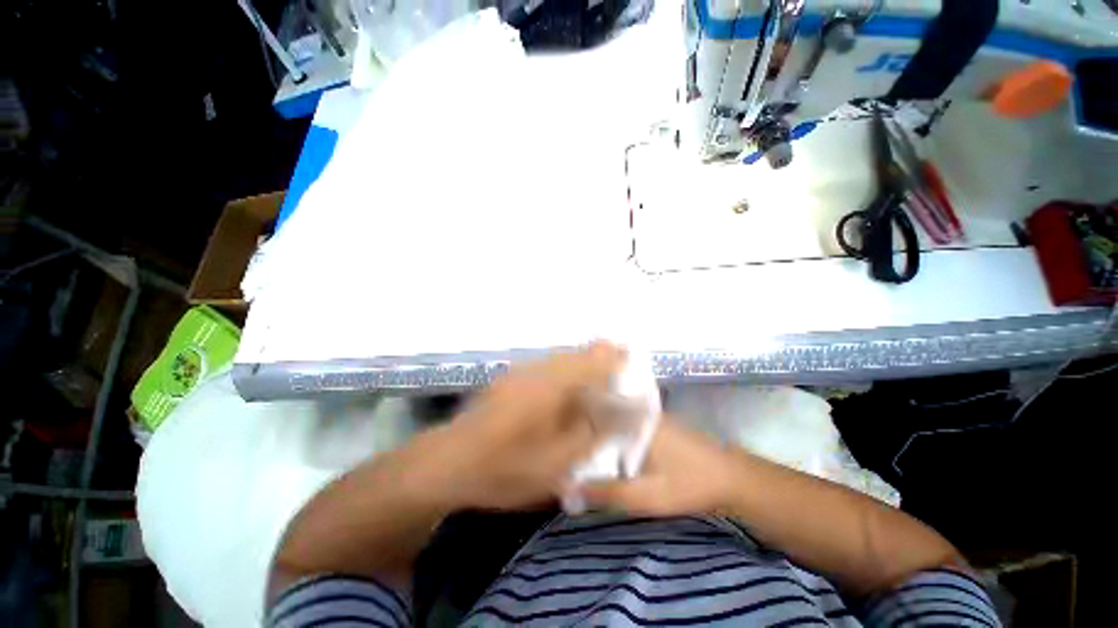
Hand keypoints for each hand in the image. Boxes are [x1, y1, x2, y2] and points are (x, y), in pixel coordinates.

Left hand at [429, 342, 623, 510]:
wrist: (449, 462)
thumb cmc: (507, 466)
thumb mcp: (560, 460)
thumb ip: (596, 431)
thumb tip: (628, 410)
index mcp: (555, 383)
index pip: (598, 356)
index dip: (619, 360)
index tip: (632, 374)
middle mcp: (541, 367)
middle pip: (582, 353)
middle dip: (604, 364)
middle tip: (616, 388)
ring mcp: (523, 370)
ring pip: (564, 359)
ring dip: (584, 369)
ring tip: (594, 392)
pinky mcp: (512, 377)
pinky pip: (548, 367)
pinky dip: (565, 375)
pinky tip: (563, 398)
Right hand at [580, 417, 740, 516]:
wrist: (731, 477)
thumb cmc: (688, 484)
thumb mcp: (647, 496)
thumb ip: (607, 492)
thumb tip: (568, 488)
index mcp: (632, 422)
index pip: (591, 414)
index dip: (571, 427)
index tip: (558, 443)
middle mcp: (636, 412)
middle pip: (599, 413)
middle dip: (581, 430)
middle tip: (566, 449)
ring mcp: (647, 415)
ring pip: (611, 417)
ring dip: (596, 431)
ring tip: (580, 448)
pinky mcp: (654, 422)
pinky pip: (623, 422)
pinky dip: (611, 433)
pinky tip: (608, 448)